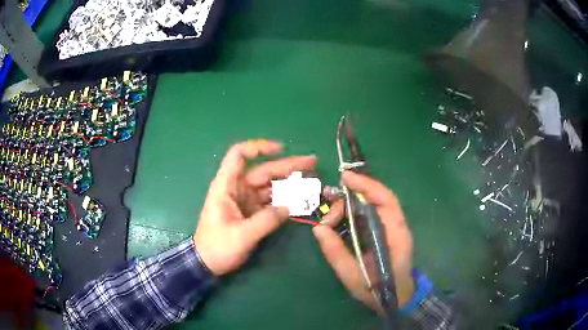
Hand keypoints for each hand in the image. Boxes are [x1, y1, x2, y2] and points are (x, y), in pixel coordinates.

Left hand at [194, 140, 316, 275]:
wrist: (207, 263)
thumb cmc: (217, 247)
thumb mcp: (241, 236)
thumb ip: (265, 221)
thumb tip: (287, 208)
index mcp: (226, 187)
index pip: (239, 156)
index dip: (258, 148)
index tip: (281, 149)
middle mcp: (237, 189)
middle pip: (263, 170)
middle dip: (287, 166)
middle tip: (312, 162)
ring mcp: (245, 200)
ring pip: (269, 186)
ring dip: (289, 183)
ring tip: (312, 181)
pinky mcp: (251, 212)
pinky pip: (270, 201)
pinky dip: (285, 200)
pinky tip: (300, 200)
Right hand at [313, 171, 414, 309]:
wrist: (396, 298)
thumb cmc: (378, 290)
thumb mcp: (352, 276)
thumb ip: (336, 252)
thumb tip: (318, 228)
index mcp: (395, 234)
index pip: (385, 200)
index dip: (366, 185)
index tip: (345, 179)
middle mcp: (396, 225)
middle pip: (374, 199)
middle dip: (348, 199)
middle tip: (327, 214)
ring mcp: (390, 227)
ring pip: (369, 205)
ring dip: (347, 207)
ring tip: (328, 221)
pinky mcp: (384, 231)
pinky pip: (367, 215)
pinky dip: (351, 212)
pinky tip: (337, 219)